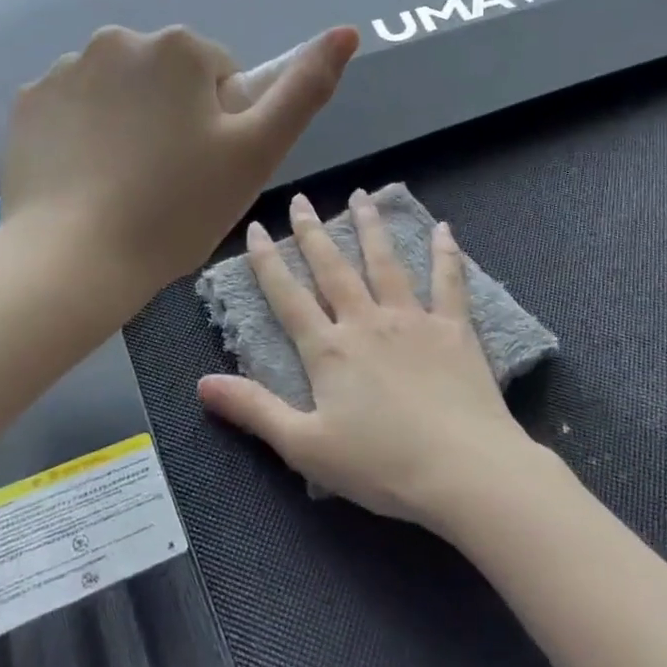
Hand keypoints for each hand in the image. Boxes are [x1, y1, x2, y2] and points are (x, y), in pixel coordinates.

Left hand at [0, 25, 357, 297]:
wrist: (73, 260)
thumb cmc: (177, 208)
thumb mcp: (258, 152)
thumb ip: (305, 88)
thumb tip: (348, 31)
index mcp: (179, 46)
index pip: (219, 78)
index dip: (222, 125)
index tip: (206, 169)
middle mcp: (118, 39)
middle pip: (167, 78)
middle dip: (175, 116)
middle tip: (169, 180)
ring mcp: (65, 68)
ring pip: (121, 91)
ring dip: (130, 122)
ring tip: (125, 184)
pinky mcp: (28, 100)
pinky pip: (75, 107)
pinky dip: (85, 132)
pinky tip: (86, 177)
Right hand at [198, 190, 539, 528]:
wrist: (464, 471)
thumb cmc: (381, 465)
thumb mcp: (305, 446)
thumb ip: (254, 410)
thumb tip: (201, 383)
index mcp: (329, 350)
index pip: (288, 296)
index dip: (268, 261)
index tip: (257, 228)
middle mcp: (367, 322)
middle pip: (334, 268)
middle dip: (313, 232)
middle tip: (301, 199)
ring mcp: (413, 320)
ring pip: (386, 263)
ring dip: (371, 227)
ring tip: (361, 196)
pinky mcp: (454, 329)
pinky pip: (449, 282)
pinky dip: (445, 254)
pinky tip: (444, 228)